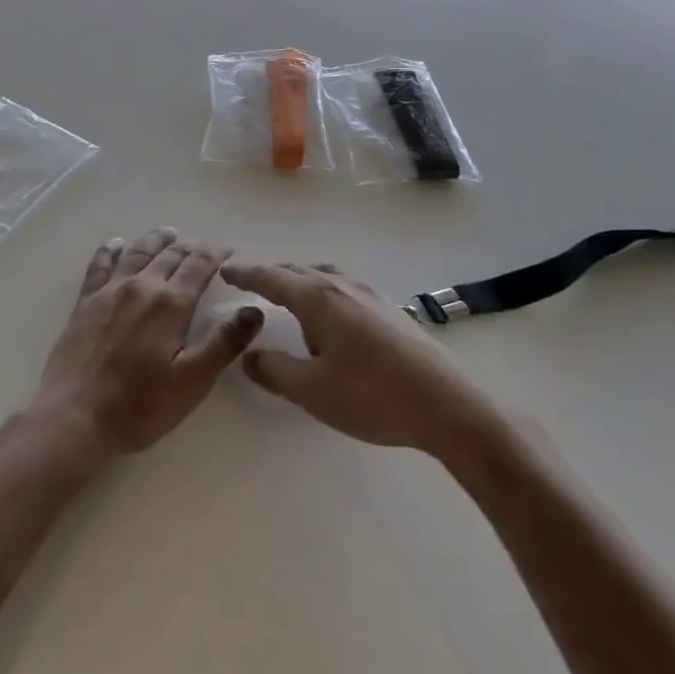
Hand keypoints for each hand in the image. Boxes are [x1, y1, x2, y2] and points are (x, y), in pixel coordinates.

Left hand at [27, 228, 263, 467]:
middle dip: (190, 247)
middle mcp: (142, 286)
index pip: (199, 266)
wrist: (75, 416)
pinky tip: (116, 243)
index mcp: (171, 303)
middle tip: (202, 246)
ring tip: (169, 233)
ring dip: (157, 240)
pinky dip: (111, 250)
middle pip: (170, 255)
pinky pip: (100, 264)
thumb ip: (224, 342)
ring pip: (138, 252)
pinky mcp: (86, 301)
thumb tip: (254, 309)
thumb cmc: (140, 405)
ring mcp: (110, 290)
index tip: (228, 249)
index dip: (216, 254)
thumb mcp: (192, 381)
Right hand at [221, 262, 500, 456]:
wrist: (448, 405)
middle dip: (269, 274)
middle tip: (249, 281)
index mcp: (317, 298)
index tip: (225, 268)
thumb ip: (274, 371)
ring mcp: (368, 293)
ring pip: (321, 275)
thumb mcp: (313, 391)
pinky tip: (329, 318)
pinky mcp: (387, 308)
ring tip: (287, 299)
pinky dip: (321, 291)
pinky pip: (341, 286)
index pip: (270, 277)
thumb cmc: (373, 396)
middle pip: (296, 271)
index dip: (245, 272)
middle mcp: (340, 285)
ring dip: (298, 281)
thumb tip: (249, 356)